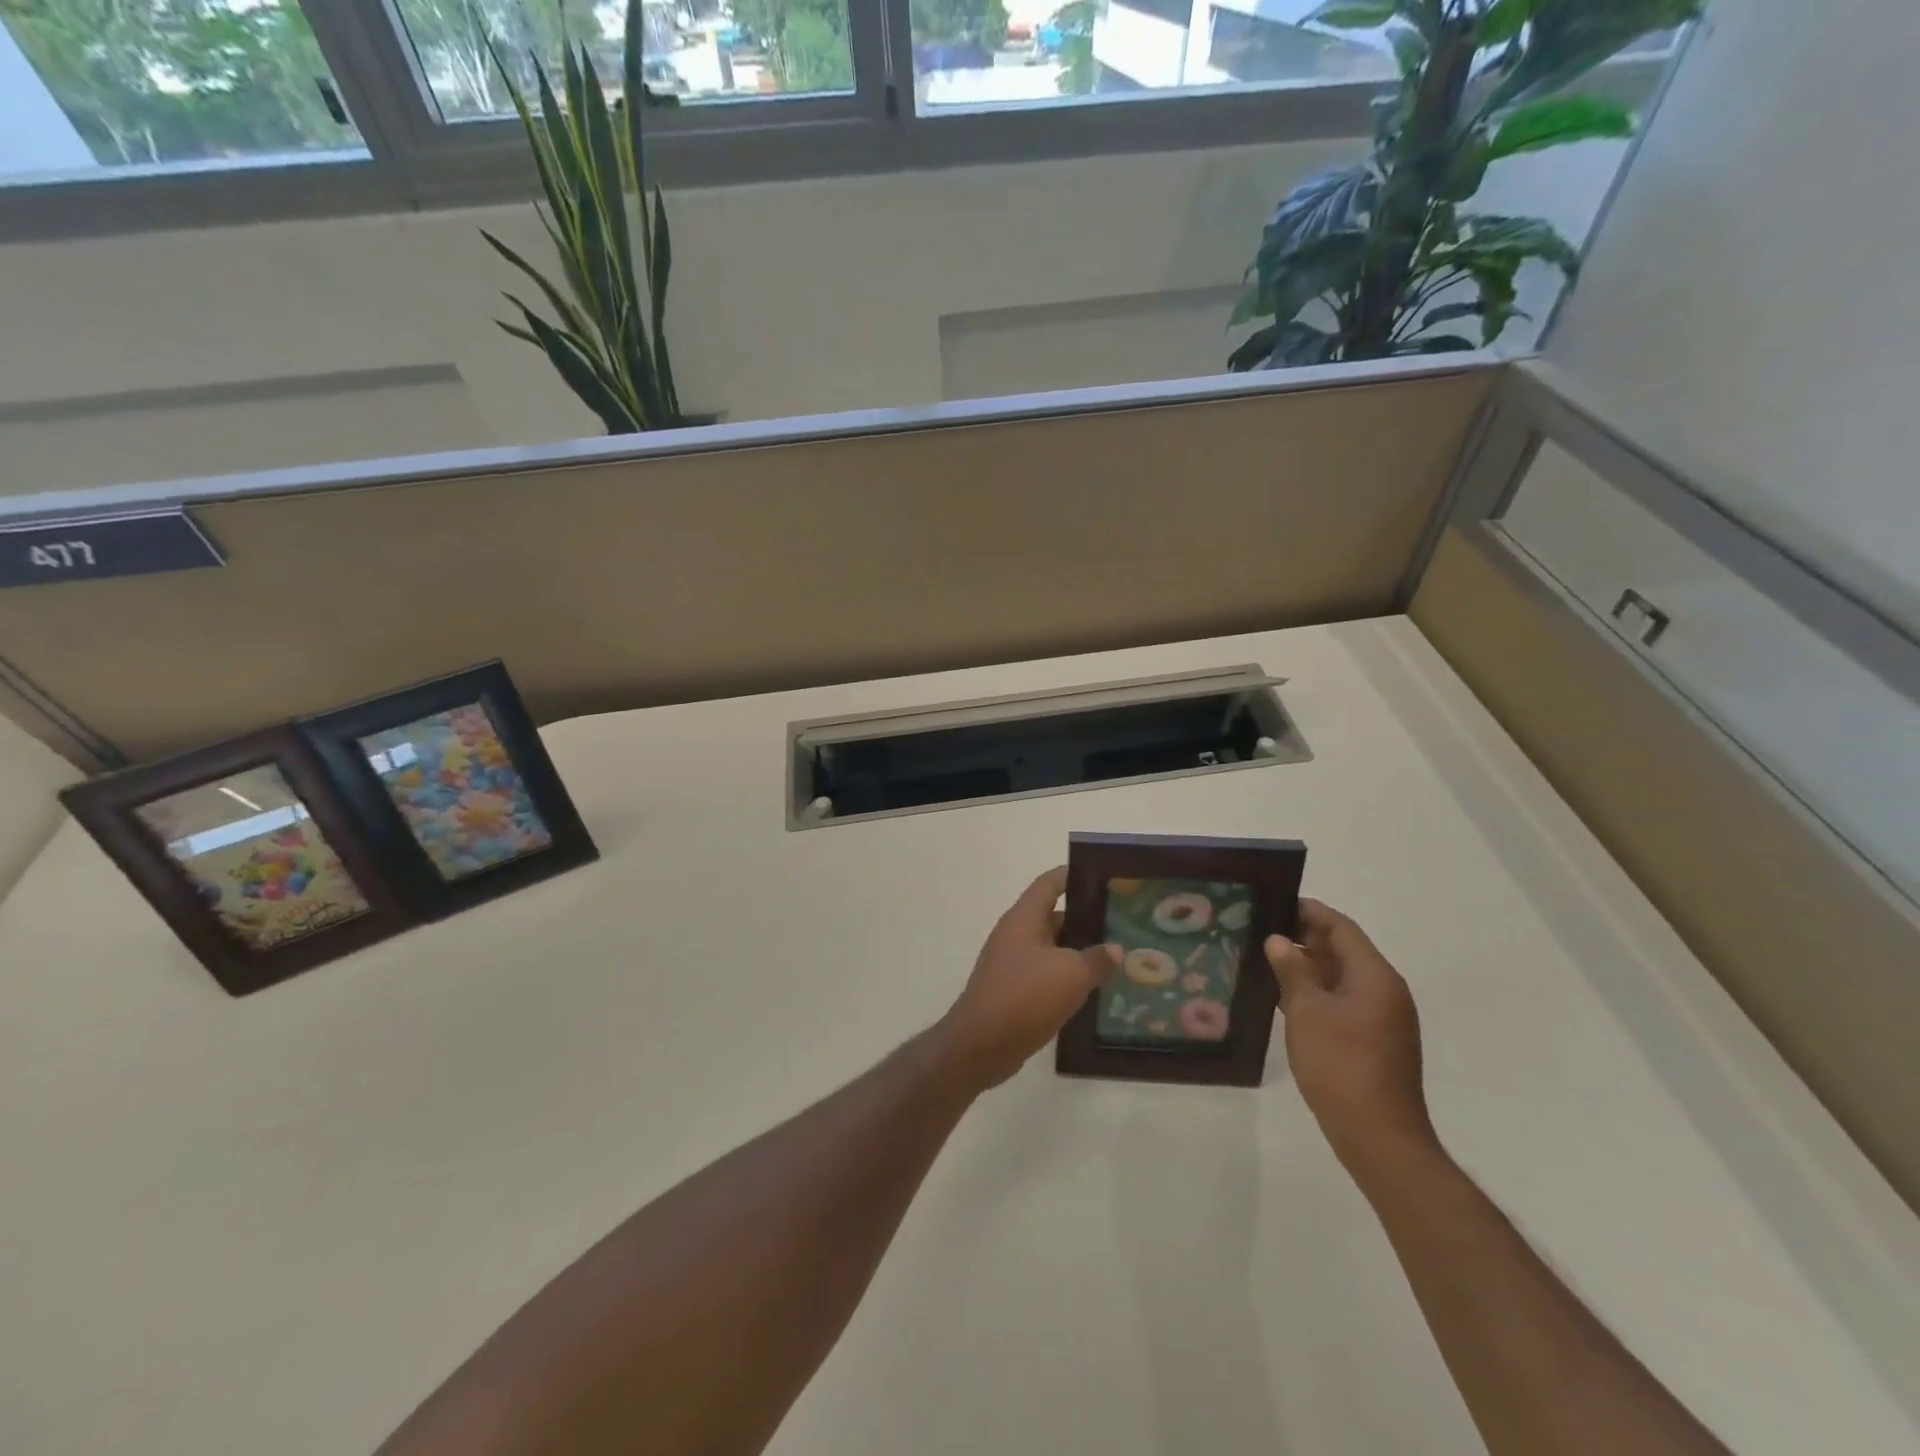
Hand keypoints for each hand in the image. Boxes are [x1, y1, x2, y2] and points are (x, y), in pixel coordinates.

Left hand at [935, 867, 1119, 1091]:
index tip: (1104, 878)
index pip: (1049, 883)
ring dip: (1079, 952)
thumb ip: (1097, 958)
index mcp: (1024, 918)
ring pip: (1052, 949)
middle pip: (1054, 916)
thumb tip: (1114, 949)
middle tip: (1122, 924)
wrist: (981, 1045)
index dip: (1074, 876)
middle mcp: (1016, 934)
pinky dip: (1067, 977)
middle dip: (1086, 919)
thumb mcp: (1071, 975)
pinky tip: (1094, 990)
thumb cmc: (1025, 996)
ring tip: (1116, 957)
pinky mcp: (1014, 990)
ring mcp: (1012, 963)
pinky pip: (1046, 974)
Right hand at [1265, 898, 1437, 1177]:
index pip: (1341, 928)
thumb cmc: (1340, 1064)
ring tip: (1265, 960)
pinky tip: (1284, 998)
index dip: (1308, 911)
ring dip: (1308, 967)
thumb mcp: (1306, 1011)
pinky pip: (1343, 1002)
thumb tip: (1278, 940)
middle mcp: (1384, 990)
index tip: (1273, 902)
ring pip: (1341, 977)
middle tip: (1261, 930)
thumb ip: (1292, 970)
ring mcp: (1382, 1018)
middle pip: (1343, 950)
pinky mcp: (1375, 1041)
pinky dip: (1316, 993)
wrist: (1378, 1136)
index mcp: (1374, 976)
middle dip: (1304, 937)